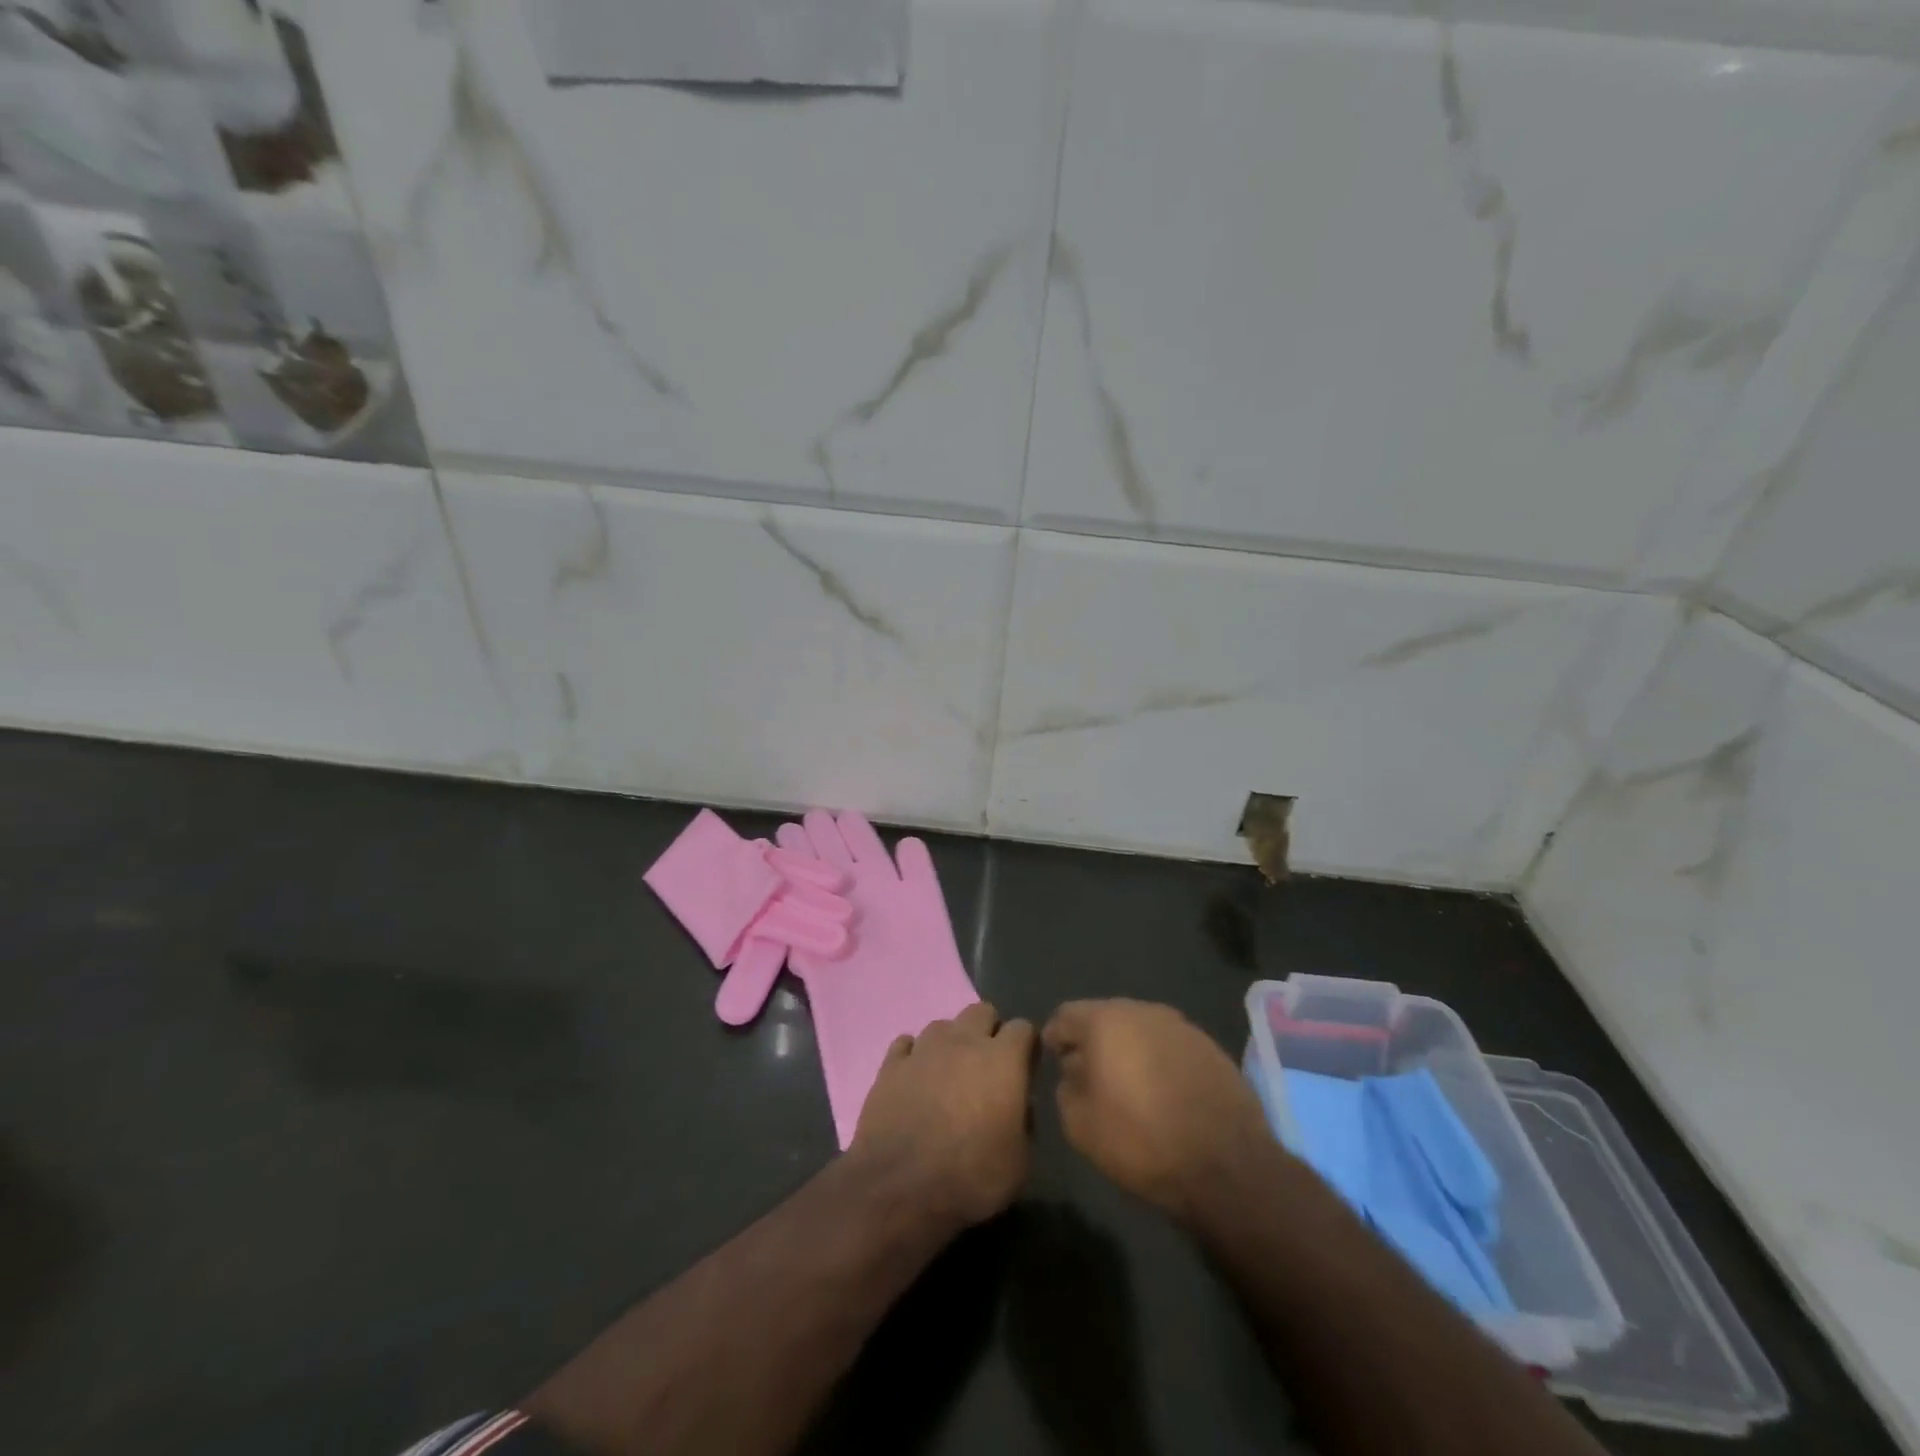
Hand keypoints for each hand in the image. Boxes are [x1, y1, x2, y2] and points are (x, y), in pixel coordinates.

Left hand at [849, 1001, 1036, 1229]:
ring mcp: (924, 1049)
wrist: (899, 1186)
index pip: (1023, 1028)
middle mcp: (963, 1041)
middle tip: (988, 1066)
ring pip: (943, 1025)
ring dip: (951, 1043)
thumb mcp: (1019, 1163)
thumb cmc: (970, 1176)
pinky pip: (906, 1045)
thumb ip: (1024, 1123)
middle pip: (982, 1011)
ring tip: (949, 1074)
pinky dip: (914, 1056)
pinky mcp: (891, 1064)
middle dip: (989, 1031)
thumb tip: (1019, 1106)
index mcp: (1002, 1059)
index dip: (1027, 1046)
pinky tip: (915, 1078)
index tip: (1025, 1068)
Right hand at [1045, 999, 1275, 1220]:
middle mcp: (1143, 1010)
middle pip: (1105, 1017)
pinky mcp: (1209, 1046)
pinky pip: (1169, 1045)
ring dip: (1128, 1050)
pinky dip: (1159, 1061)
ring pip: (1140, 1029)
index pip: (1065, 1015)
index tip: (1054, 1063)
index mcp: (1106, 1020)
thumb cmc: (1142, 1140)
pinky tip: (1163, 1093)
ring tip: (1128, 1086)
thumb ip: (1065, 1087)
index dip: (1055, 1038)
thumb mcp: (1080, 1125)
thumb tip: (1074, 1070)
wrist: (1227, 1165)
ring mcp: (1181, 1025)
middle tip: (1089, 1075)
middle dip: (1093, 1041)